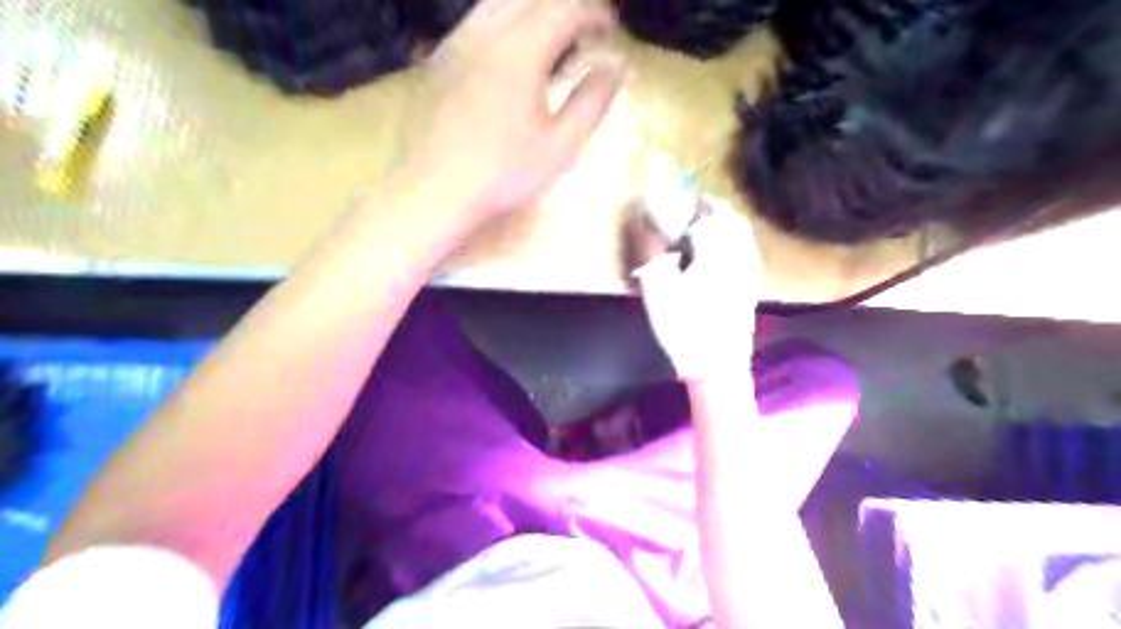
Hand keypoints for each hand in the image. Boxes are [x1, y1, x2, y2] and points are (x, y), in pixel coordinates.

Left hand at [403, 0, 622, 227]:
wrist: (436, 190)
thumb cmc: (503, 173)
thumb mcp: (560, 146)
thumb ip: (591, 102)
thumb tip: (615, 68)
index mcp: (520, 50)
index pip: (565, 9)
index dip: (595, 13)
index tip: (612, 30)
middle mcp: (486, 32)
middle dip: (567, 7)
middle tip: (587, 31)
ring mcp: (458, 42)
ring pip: (500, 2)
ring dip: (534, 10)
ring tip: (554, 40)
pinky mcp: (441, 59)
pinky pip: (478, 20)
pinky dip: (506, 23)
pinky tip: (515, 54)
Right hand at [634, 199, 766, 380]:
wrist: (717, 364)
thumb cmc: (684, 325)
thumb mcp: (659, 288)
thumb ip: (651, 253)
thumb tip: (644, 224)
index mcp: (716, 252)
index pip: (707, 215)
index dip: (693, 204)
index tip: (678, 200)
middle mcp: (739, 255)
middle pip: (731, 221)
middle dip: (714, 209)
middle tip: (697, 204)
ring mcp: (749, 273)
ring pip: (743, 236)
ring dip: (727, 222)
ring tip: (710, 221)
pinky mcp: (751, 288)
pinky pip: (748, 252)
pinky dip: (737, 240)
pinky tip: (726, 248)